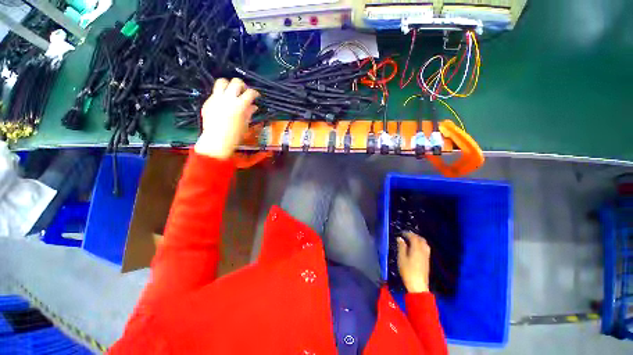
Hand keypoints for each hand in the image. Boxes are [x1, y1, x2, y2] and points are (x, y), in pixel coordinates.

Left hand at [194, 78, 258, 158]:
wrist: (217, 140)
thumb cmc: (235, 135)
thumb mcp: (245, 124)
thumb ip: (249, 112)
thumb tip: (253, 106)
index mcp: (239, 105)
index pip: (250, 93)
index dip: (255, 93)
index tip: (256, 96)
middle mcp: (228, 98)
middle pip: (236, 82)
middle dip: (242, 85)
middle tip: (244, 91)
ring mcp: (216, 99)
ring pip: (222, 82)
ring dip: (229, 85)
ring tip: (232, 92)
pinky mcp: (208, 101)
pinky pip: (215, 93)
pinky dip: (221, 95)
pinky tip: (224, 104)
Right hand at [397, 232, 430, 292]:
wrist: (418, 285)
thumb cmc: (408, 271)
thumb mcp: (401, 258)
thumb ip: (401, 247)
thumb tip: (400, 238)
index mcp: (417, 249)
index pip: (413, 237)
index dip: (408, 233)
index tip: (401, 232)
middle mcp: (423, 251)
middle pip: (421, 239)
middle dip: (414, 235)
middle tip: (406, 235)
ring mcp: (426, 256)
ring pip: (424, 244)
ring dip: (418, 240)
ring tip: (411, 240)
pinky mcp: (427, 261)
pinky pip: (425, 248)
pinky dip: (420, 244)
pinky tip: (415, 248)